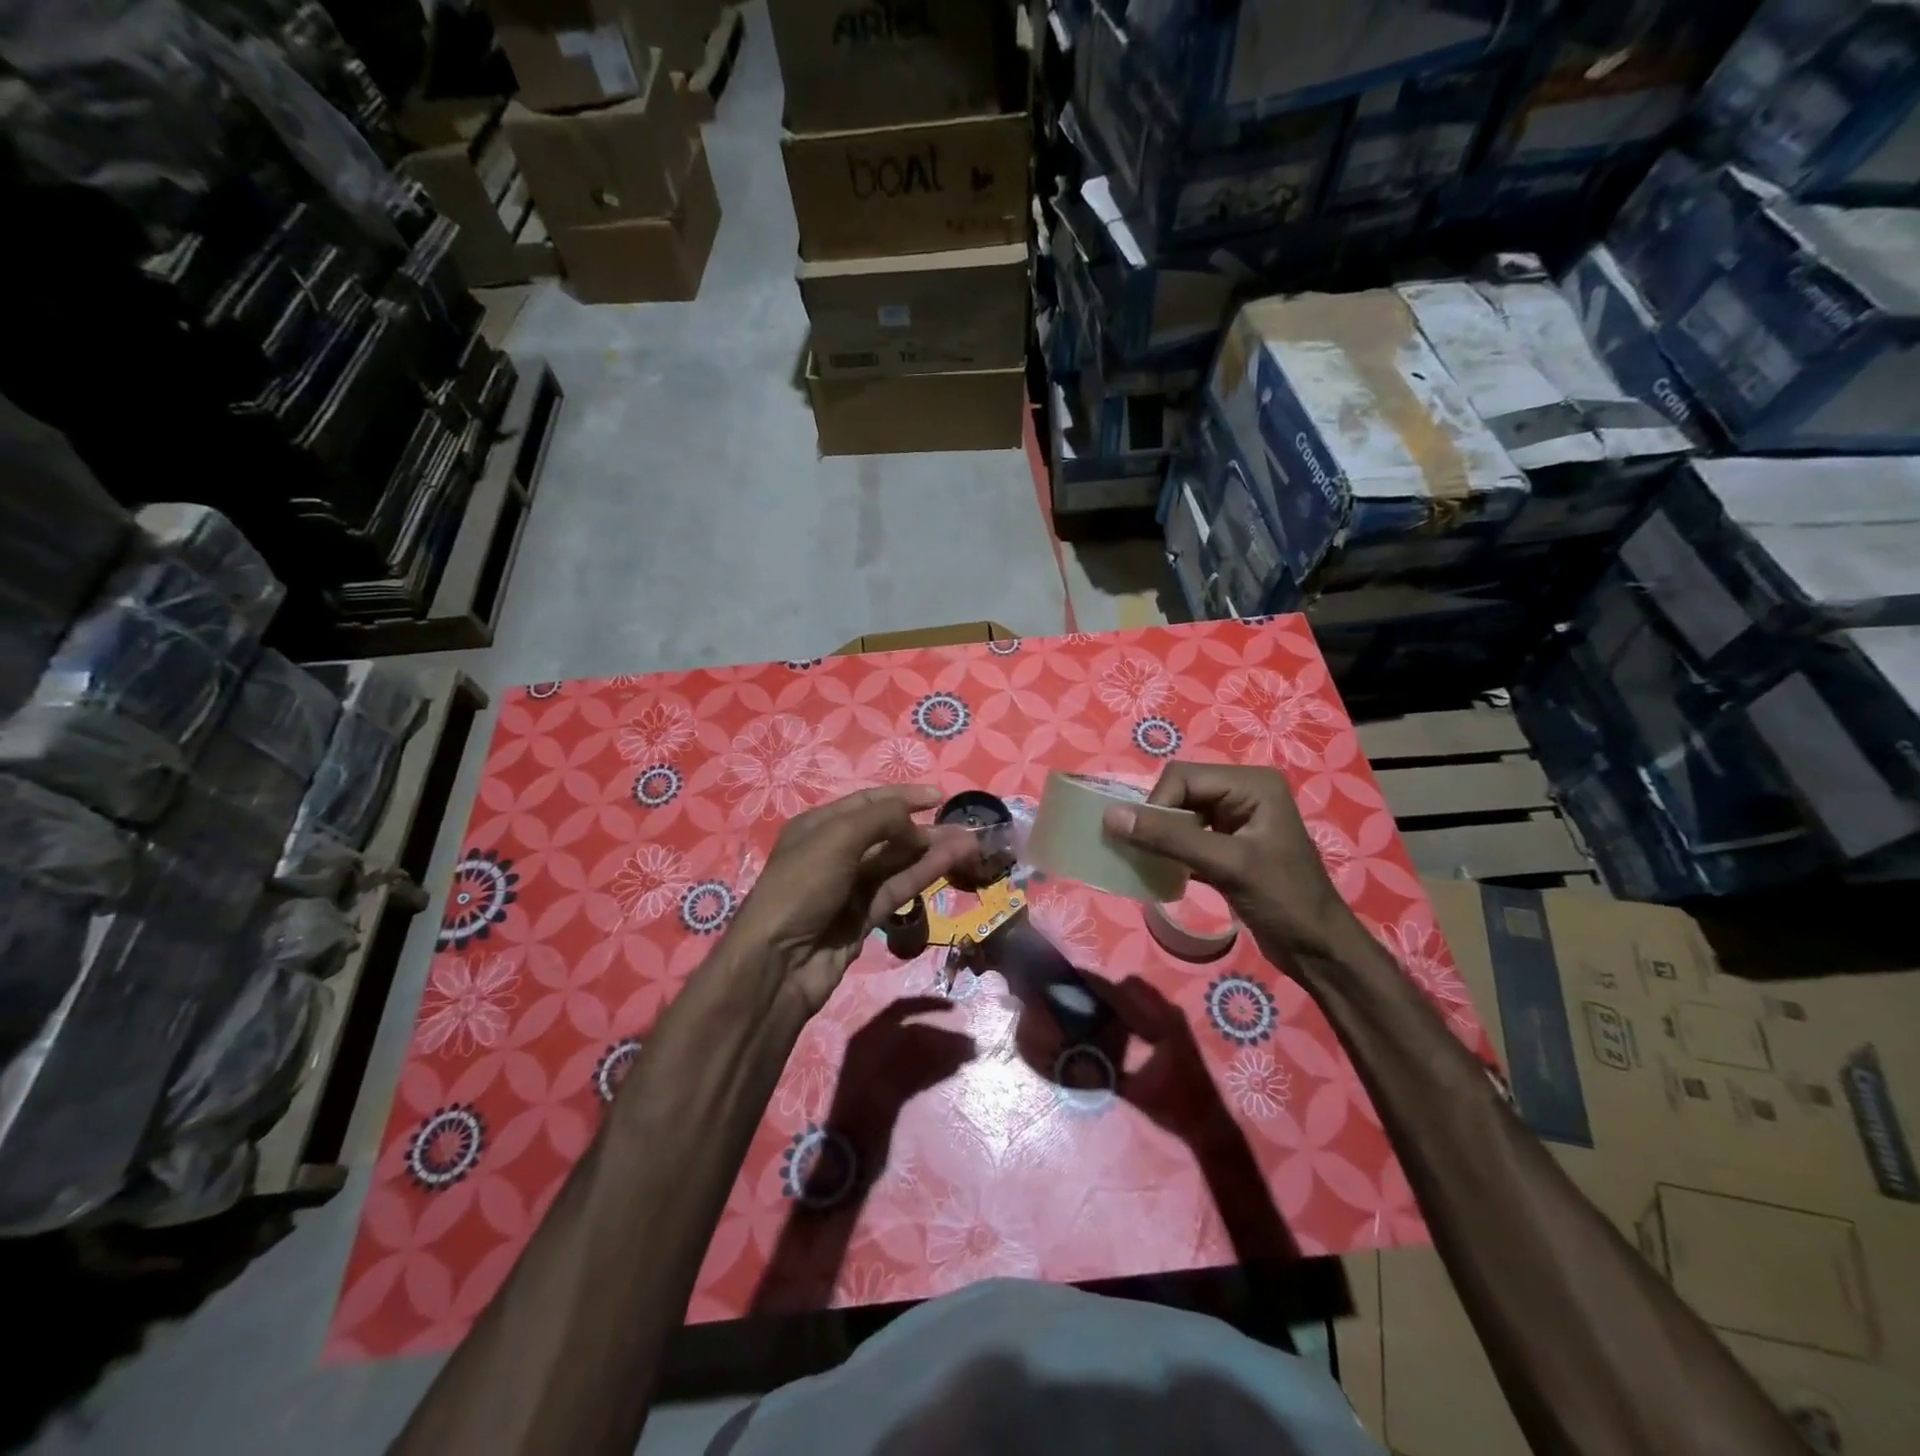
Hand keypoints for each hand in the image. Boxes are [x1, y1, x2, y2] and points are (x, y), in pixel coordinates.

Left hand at [728, 786, 976, 1016]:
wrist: (779, 962)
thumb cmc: (802, 887)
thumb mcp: (837, 838)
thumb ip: (881, 819)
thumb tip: (914, 823)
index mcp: (820, 826)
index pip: (868, 802)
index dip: (903, 797)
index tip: (939, 797)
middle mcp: (835, 853)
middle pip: (887, 833)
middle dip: (924, 828)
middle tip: (964, 826)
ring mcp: (850, 887)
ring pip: (898, 862)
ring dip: (931, 851)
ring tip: (969, 844)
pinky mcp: (864, 917)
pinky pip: (899, 888)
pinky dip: (923, 874)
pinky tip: (950, 863)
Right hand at [1101, 762, 1358, 963]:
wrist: (1319, 950)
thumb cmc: (1282, 900)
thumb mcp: (1226, 864)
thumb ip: (1169, 838)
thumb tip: (1110, 816)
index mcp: (1251, 784)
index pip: (1183, 777)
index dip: (1157, 806)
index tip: (1145, 843)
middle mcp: (1243, 792)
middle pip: (1179, 792)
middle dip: (1158, 821)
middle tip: (1145, 854)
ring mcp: (1236, 820)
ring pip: (1179, 815)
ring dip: (1161, 838)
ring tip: (1149, 863)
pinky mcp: (1228, 846)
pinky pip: (1186, 837)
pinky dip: (1171, 852)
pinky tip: (1161, 872)